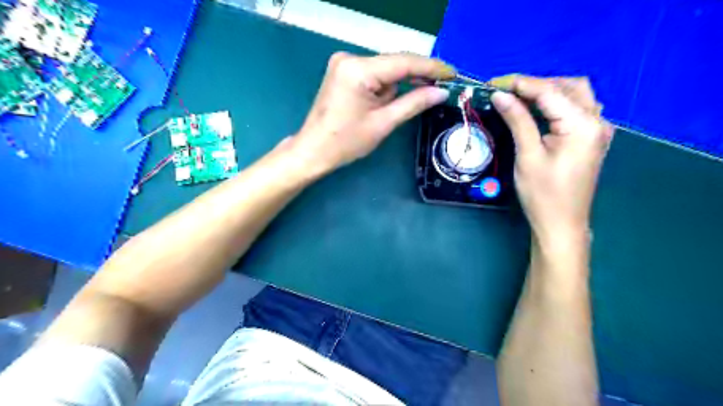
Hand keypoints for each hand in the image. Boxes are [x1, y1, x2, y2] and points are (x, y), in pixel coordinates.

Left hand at [287, 50, 449, 173]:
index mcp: (359, 70)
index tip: (453, 74)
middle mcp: (350, 58)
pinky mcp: (342, 72)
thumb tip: (441, 93)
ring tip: (390, 112)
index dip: (431, 68)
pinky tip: (383, 105)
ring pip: (384, 71)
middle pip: (394, 64)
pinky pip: (373, 75)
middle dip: (415, 78)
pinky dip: (384, 88)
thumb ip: (414, 103)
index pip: (403, 62)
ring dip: (396, 87)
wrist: (313, 150)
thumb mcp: (383, 123)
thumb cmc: (346, 142)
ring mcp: (344, 64)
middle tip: (440, 89)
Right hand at [488, 74, 611, 245]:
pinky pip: (577, 109)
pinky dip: (556, 103)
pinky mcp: (591, 138)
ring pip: (575, 94)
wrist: (561, 224)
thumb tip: (499, 95)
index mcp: (582, 125)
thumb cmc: (543, 194)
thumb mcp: (527, 156)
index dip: (519, 83)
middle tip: (505, 92)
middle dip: (535, 84)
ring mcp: (597, 129)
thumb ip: (517, 120)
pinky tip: (539, 110)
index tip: (492, 83)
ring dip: (547, 91)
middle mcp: (596, 121)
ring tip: (519, 98)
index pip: (549, 91)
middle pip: (567, 86)